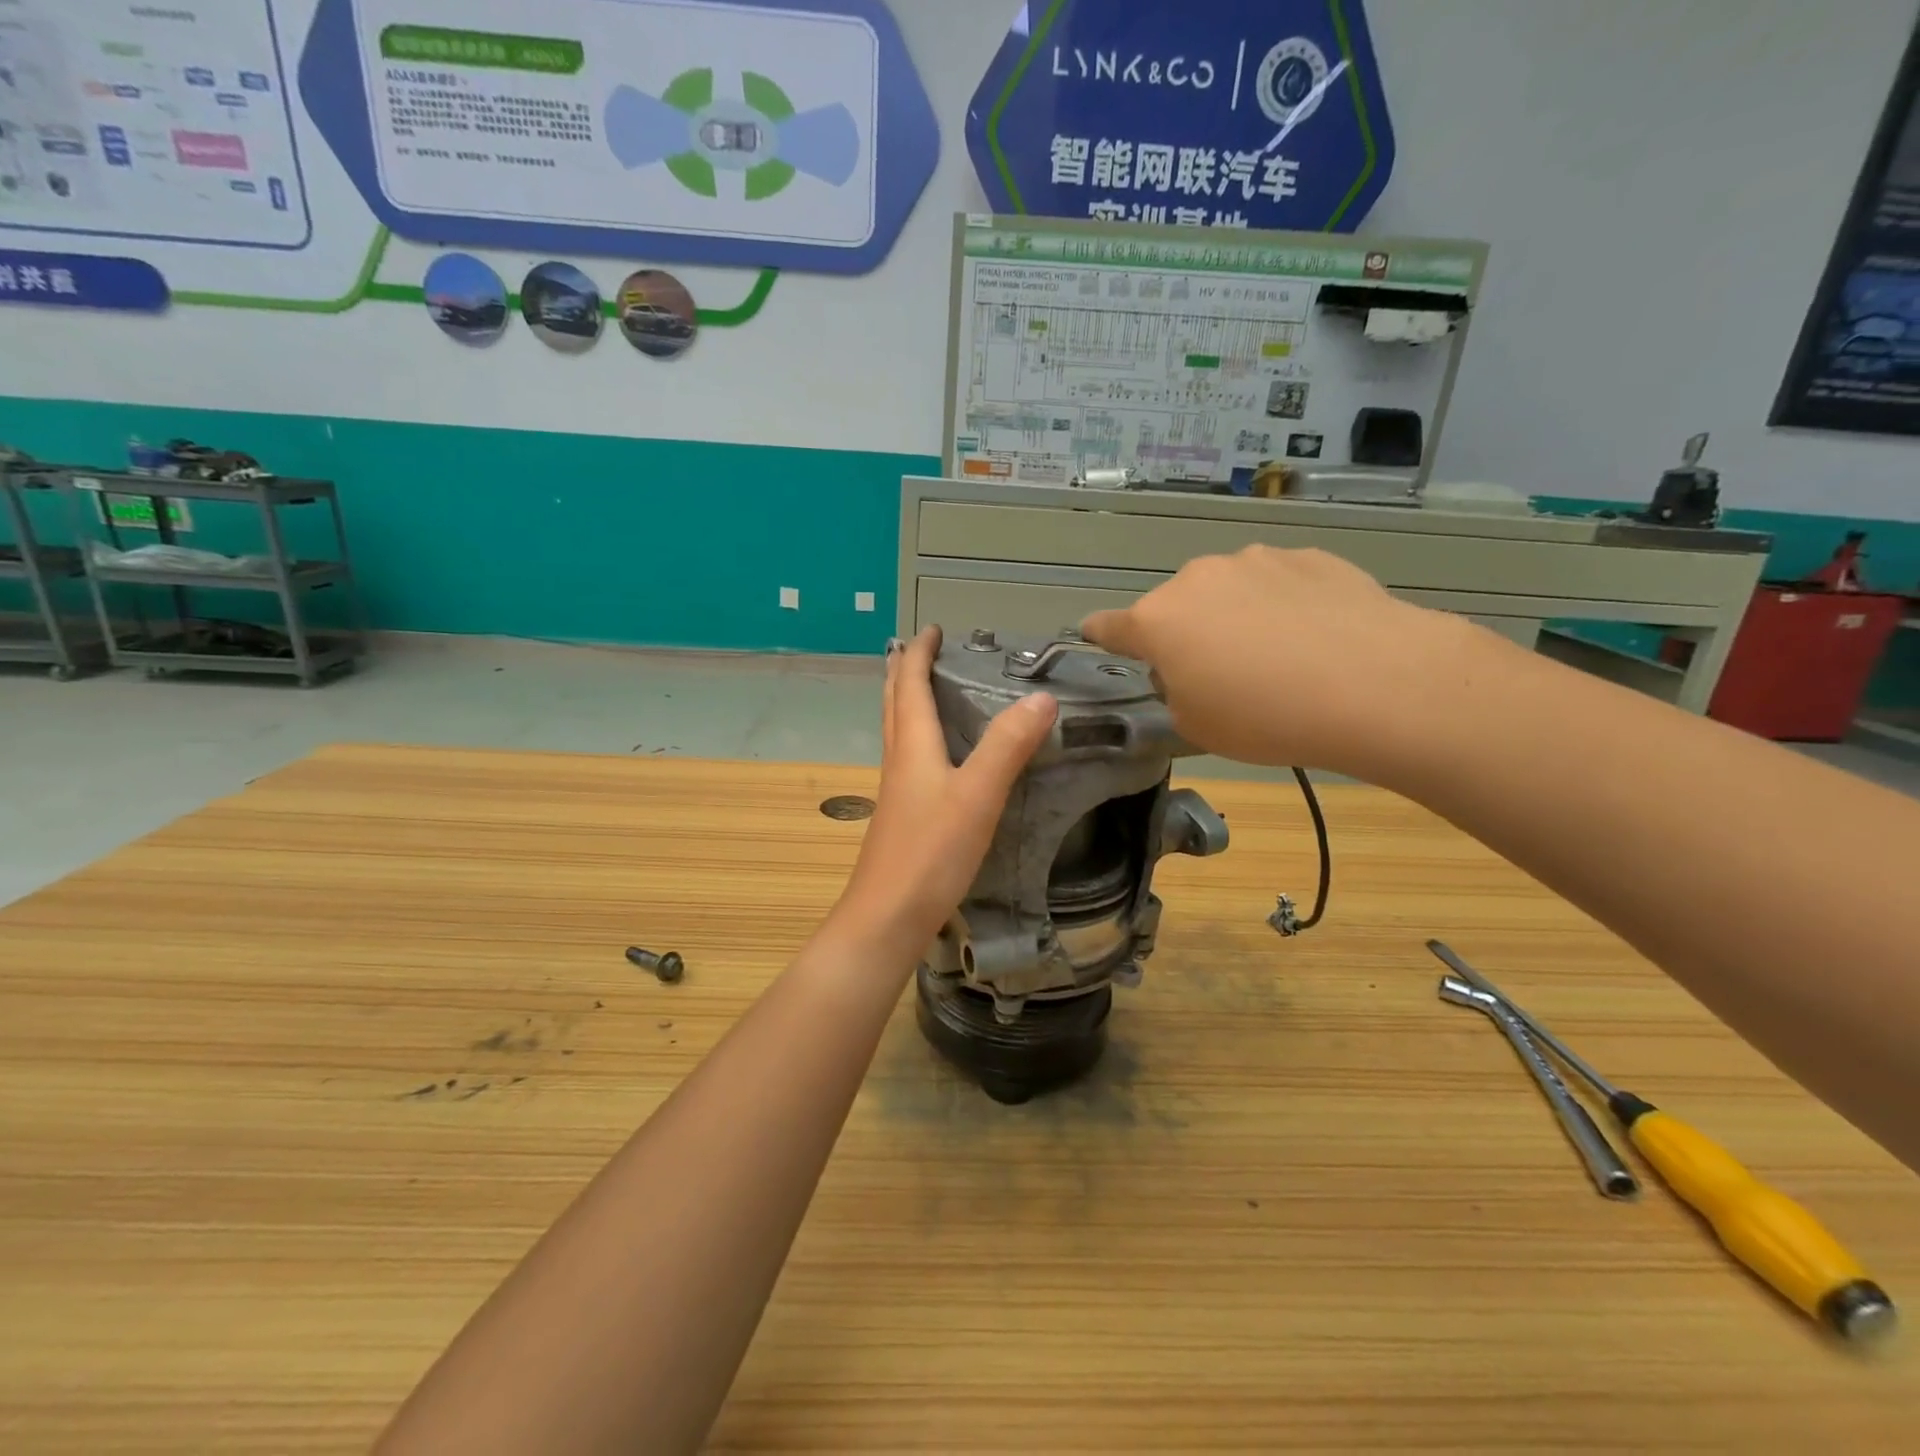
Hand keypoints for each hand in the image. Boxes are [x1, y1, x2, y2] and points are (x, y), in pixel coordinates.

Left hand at [833, 627, 1057, 956]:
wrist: (887, 917)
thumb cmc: (930, 852)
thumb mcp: (977, 795)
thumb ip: (1008, 746)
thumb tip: (1042, 698)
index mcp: (912, 745)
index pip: (910, 684)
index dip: (919, 653)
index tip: (933, 629)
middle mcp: (899, 760)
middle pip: (895, 703)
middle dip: (906, 672)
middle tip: (926, 651)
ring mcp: (897, 790)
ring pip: (899, 731)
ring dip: (909, 702)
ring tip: (931, 691)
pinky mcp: (903, 816)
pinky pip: (909, 759)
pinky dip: (921, 738)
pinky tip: (939, 757)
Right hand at [1081, 546, 1483, 779]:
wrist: (1374, 683)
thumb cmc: (1265, 716)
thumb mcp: (1197, 725)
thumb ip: (1177, 692)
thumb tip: (1191, 671)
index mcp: (1159, 620)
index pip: (1110, 626)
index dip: (1100, 635)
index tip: (1094, 636)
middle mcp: (1198, 578)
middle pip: (1176, 606)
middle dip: (1185, 633)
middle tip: (1217, 673)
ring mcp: (1256, 561)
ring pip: (1228, 590)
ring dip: (1235, 615)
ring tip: (1277, 655)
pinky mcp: (1309, 556)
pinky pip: (1278, 584)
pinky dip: (1282, 605)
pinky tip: (1315, 637)